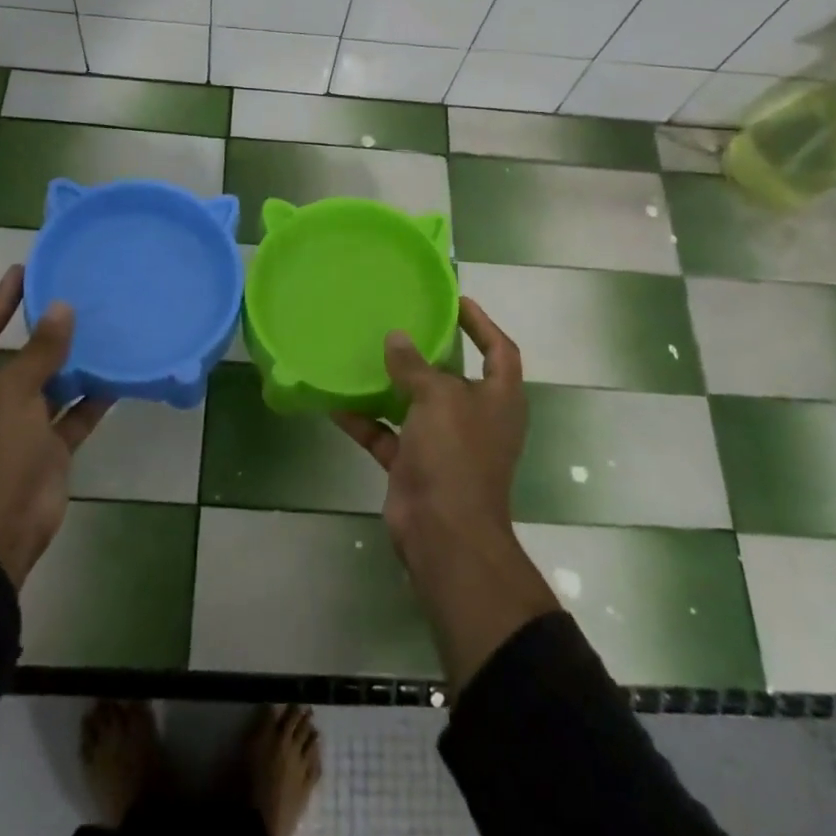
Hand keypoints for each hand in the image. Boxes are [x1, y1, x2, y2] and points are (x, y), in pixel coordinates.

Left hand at [0, 265, 109, 586]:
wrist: (0, 531)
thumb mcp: (14, 394)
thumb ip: (40, 351)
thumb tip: (61, 308)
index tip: (23, 271)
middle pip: (15, 356)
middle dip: (41, 330)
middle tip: (70, 294)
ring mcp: (18, 427)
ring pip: (48, 385)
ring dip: (71, 363)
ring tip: (99, 328)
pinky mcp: (45, 449)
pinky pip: (71, 415)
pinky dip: (90, 399)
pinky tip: (116, 376)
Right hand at [335, 298, 559, 690]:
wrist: (444, 535)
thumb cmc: (456, 456)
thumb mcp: (439, 399)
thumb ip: (415, 366)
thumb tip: (397, 338)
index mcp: (499, 398)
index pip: (499, 350)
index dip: (482, 323)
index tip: (456, 300)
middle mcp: (475, 417)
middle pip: (453, 375)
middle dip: (429, 351)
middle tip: (399, 322)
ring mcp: (444, 443)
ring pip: (415, 404)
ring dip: (391, 384)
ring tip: (364, 353)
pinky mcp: (414, 465)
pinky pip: (386, 434)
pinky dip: (364, 419)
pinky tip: (335, 401)